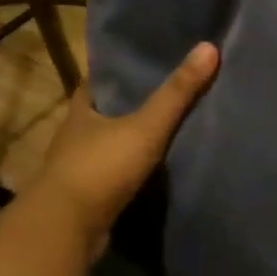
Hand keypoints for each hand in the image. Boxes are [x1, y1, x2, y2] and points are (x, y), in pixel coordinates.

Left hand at [33, 43, 218, 252]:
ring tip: (167, 132)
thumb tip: (209, 47)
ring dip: (130, 140)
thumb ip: (177, 93)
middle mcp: (75, 137)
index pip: (98, 82)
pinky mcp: (88, 197)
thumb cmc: (101, 167)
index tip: (145, 63)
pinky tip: (155, 170)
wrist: (67, 228)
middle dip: (129, 106)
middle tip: (166, 95)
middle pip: (104, 113)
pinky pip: (114, 175)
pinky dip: (131, 171)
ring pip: (108, 145)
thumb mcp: (146, 126)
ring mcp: (78, 169)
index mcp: (81, 112)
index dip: (119, 72)